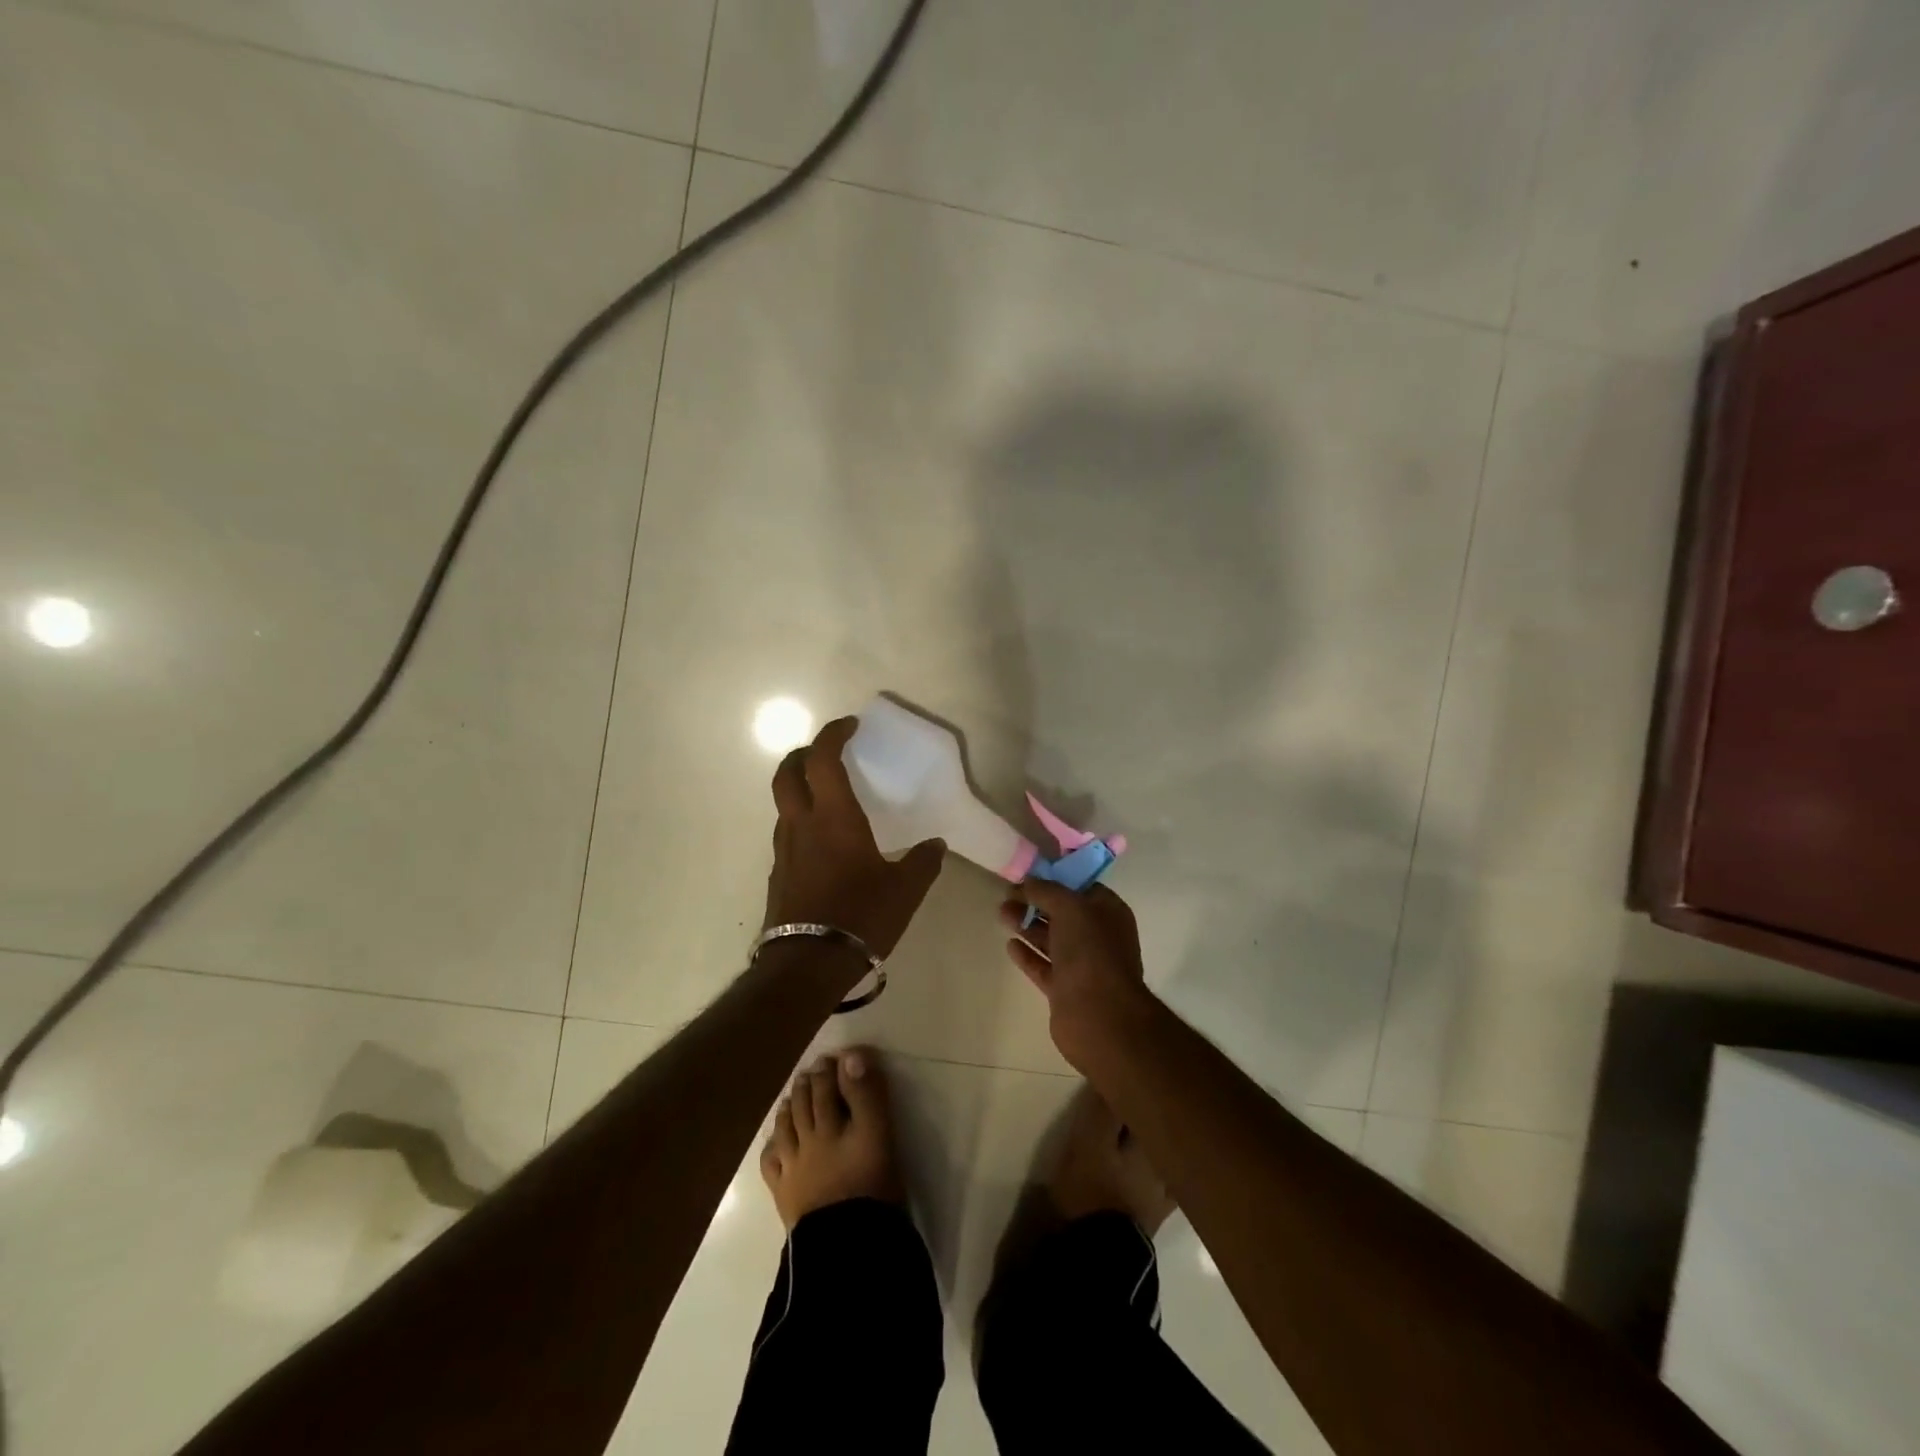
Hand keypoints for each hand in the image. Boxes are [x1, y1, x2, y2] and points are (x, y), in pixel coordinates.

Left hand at [764, 716, 944, 958]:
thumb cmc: (860, 916)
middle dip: (804, 754)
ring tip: (828, 798)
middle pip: (787, 773)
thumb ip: (923, 862)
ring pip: (784, 805)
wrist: (808, 964)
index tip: (850, 726)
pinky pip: (788, 834)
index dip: (833, 735)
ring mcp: (784, 850)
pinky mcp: (778, 875)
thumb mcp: (905, 890)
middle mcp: (802, 825)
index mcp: (834, 817)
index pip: (823, 759)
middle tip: (826, 753)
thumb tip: (936, 844)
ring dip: (800, 789)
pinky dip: (802, 823)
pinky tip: (823, 845)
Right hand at [1000, 881, 1154, 1068]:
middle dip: (1035, 903)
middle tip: (1006, 896)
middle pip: (1062, 914)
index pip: (1081, 887)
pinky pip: (1043, 966)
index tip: (1026, 876)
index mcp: (1109, 912)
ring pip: (1051, 939)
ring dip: (1027, 925)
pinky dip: (1027, 954)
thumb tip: (1027, 882)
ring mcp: (1083, 965)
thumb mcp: (1069, 907)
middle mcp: (1098, 937)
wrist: (1098, 1015)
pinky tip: (1009, 945)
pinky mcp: (1065, 989)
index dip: (1054, 880)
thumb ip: (1046, 891)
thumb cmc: (1090, 951)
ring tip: (1002, 914)